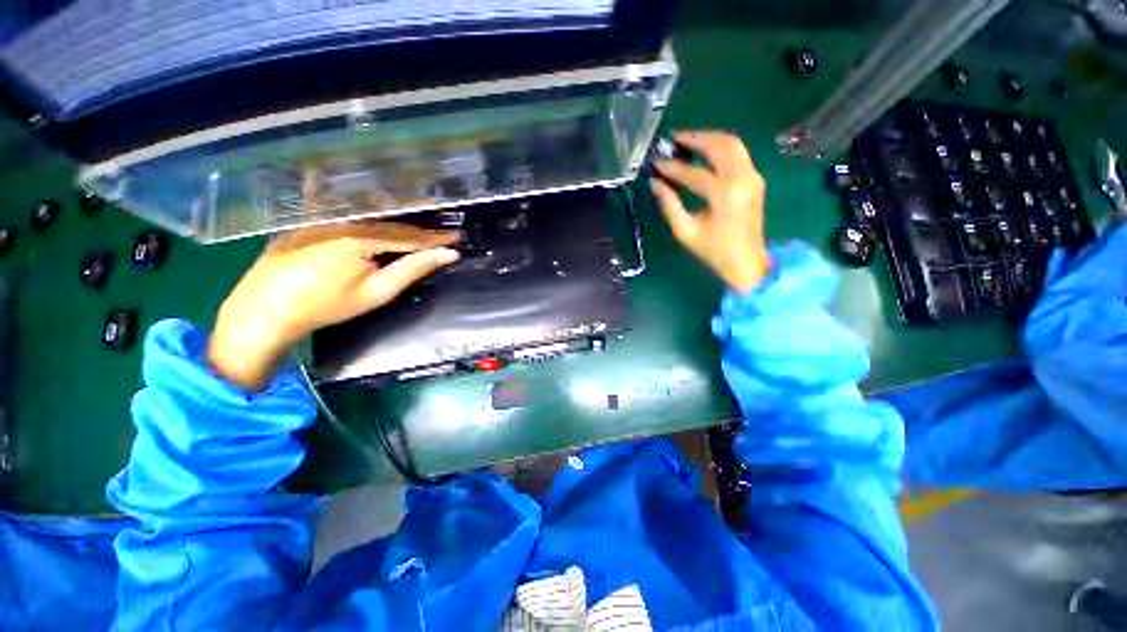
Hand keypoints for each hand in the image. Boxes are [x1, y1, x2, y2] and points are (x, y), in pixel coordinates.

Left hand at [208, 222, 459, 390]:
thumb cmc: (326, 306)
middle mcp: (343, 219)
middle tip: (441, 234)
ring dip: (397, 223)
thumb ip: (413, 269)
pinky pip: (348, 217)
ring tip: (418, 228)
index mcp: (362, 236)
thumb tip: (447, 255)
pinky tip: (377, 218)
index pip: (409, 236)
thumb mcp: (377, 292)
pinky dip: (370, 219)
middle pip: (390, 224)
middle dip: (418, 229)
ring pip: (370, 219)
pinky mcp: (308, 222)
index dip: (434, 238)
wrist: (264, 310)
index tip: (456, 238)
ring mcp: (322, 218)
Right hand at [650, 131, 771, 292]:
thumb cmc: (713, 250)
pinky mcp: (755, 179)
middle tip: (673, 139)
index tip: (656, 163)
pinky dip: (720, 147)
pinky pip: (738, 153)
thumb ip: (669, 206)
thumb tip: (655, 184)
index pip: (693, 173)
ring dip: (709, 138)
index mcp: (724, 196)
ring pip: (732, 144)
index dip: (672, 168)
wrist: (746, 261)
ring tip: (687, 140)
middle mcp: (742, 179)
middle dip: (694, 138)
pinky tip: (705, 151)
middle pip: (719, 145)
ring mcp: (752, 176)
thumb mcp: (686, 232)